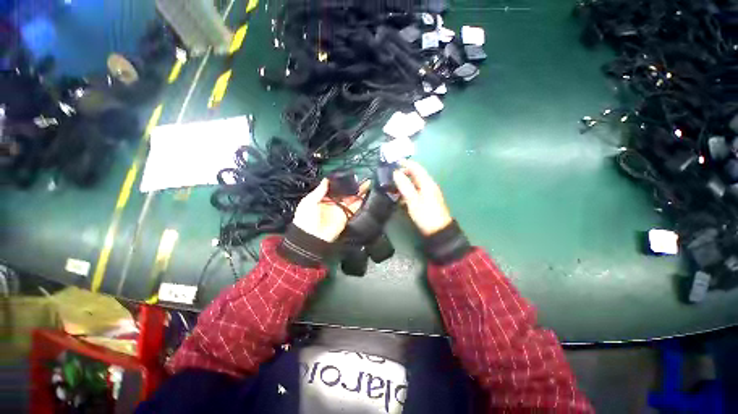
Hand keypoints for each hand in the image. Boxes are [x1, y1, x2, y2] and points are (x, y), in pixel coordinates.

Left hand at [293, 178, 369, 241]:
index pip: (335, 188)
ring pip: (352, 199)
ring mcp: (341, 210)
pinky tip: (366, 195)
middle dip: (353, 186)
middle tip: (362, 178)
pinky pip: (355, 209)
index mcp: (323, 198)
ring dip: (359, 192)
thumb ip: (319, 191)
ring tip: (367, 184)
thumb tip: (326, 180)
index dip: (342, 182)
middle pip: (345, 193)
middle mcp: (333, 203)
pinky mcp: (346, 217)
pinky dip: (361, 203)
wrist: (311, 237)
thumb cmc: (306, 219)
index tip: (349, 175)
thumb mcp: (309, 202)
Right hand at [393, 160, 452, 235]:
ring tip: (393, 185)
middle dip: (404, 172)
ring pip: (416, 183)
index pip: (416, 168)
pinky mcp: (428, 199)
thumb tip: (396, 173)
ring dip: (405, 182)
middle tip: (391, 175)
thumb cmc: (425, 215)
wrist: (439, 231)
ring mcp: (429, 192)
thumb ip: (404, 186)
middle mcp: (429, 185)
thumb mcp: (413, 200)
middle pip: (416, 174)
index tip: (393, 162)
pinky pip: (417, 190)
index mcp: (427, 183)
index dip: (405, 163)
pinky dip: (408, 190)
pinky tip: (401, 196)